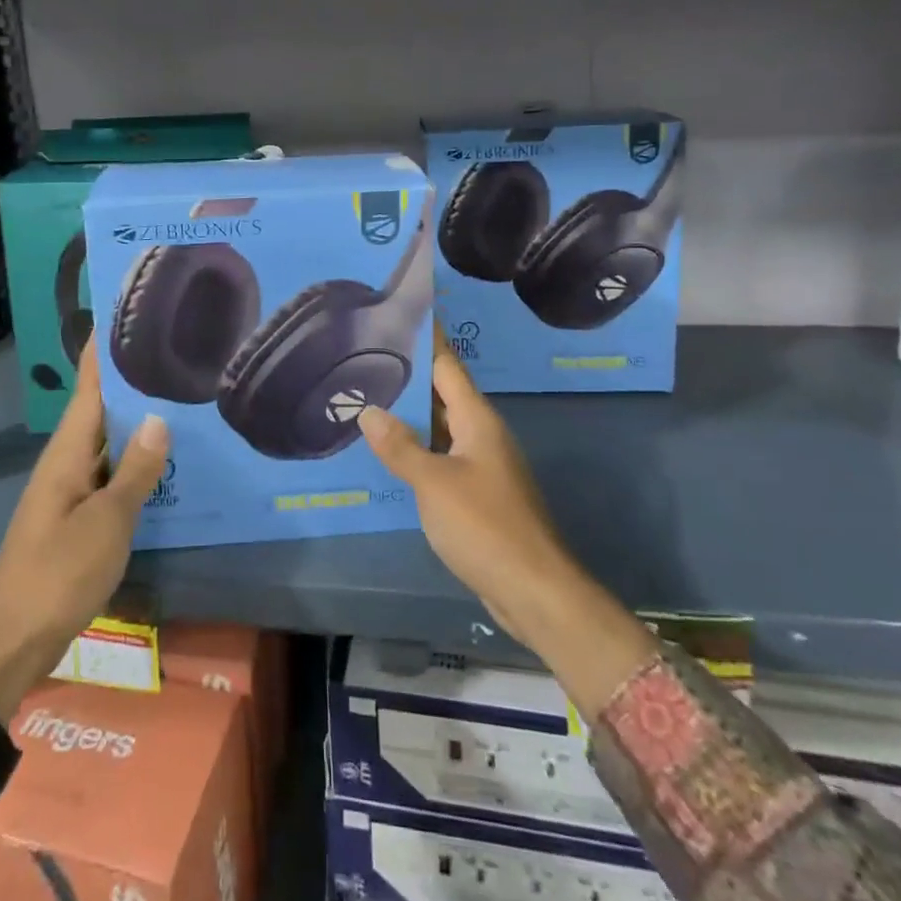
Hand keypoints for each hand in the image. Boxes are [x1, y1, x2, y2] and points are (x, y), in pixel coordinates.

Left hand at [0, 342, 168, 722]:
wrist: (11, 643)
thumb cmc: (58, 573)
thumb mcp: (106, 522)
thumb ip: (136, 471)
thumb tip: (159, 417)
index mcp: (67, 453)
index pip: (88, 387)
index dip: (102, 351)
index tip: (124, 314)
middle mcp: (67, 463)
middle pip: (100, 411)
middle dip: (131, 382)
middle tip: (174, 352)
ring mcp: (71, 492)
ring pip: (108, 444)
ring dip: (137, 423)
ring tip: (180, 397)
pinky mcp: (77, 519)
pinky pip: (110, 475)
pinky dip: (134, 462)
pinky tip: (165, 462)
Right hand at [360, 328, 656, 711]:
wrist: (533, 589)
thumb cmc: (485, 526)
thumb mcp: (434, 483)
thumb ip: (400, 446)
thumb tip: (369, 411)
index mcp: (477, 419)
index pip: (447, 365)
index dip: (427, 337)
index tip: (403, 311)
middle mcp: (482, 433)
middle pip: (442, 393)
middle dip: (409, 374)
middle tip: (366, 354)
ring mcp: (481, 464)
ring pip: (440, 426)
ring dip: (410, 413)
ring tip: (368, 395)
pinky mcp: (477, 493)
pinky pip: (441, 456)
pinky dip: (416, 447)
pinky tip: (389, 451)